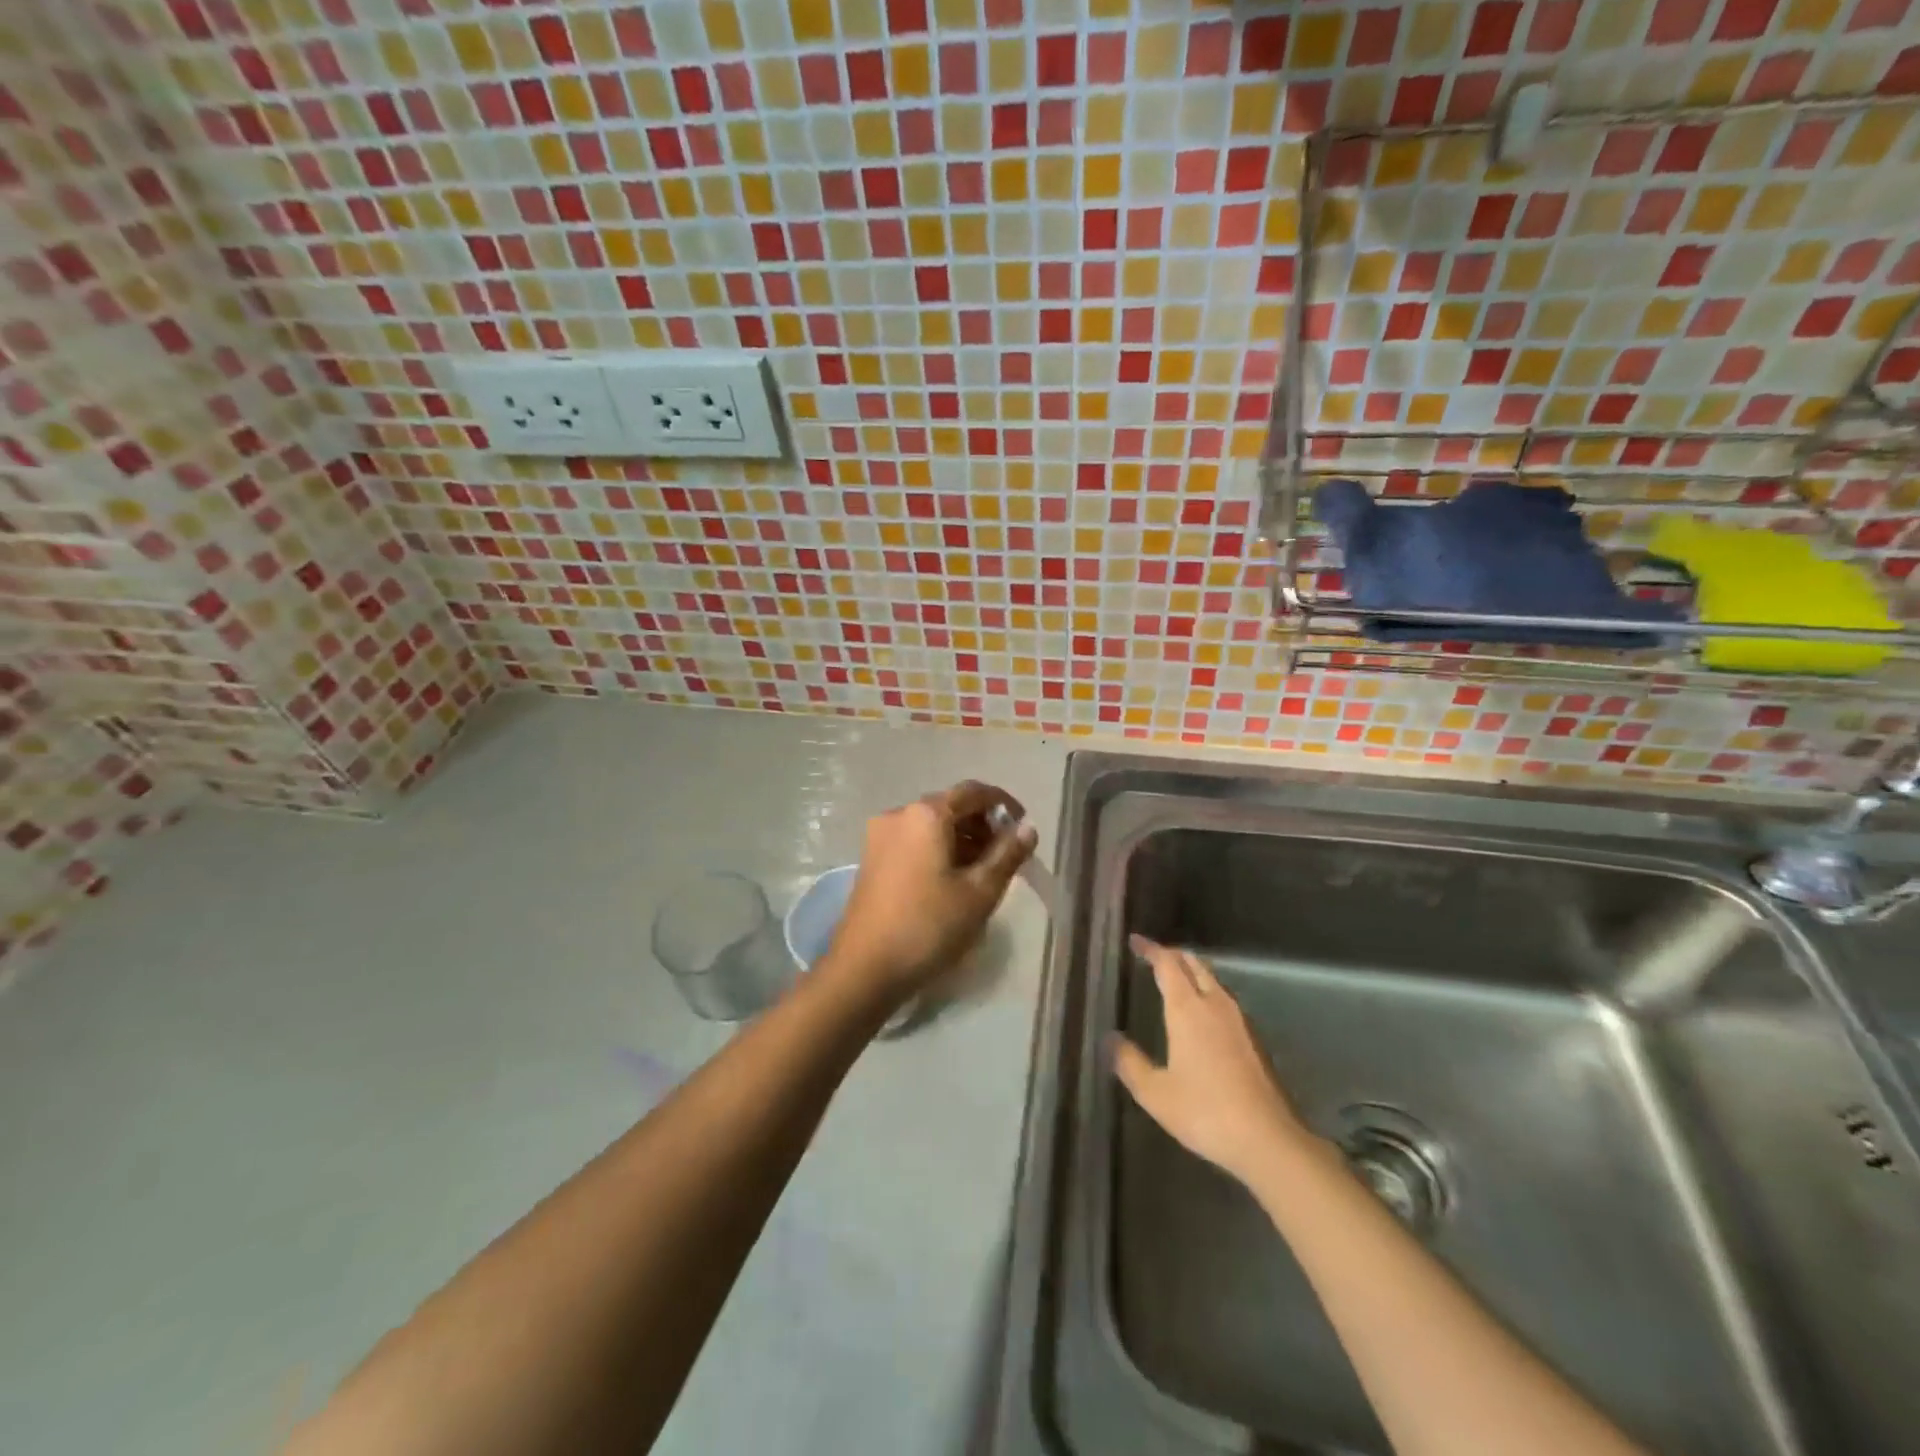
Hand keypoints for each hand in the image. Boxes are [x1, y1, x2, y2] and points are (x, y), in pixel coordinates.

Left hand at [823, 781, 1036, 1006]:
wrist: (864, 968)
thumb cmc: (928, 925)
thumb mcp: (979, 892)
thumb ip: (1007, 854)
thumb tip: (1027, 828)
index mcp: (926, 814)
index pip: (973, 792)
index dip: (1003, 804)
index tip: (1023, 828)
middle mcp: (899, 814)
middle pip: (950, 806)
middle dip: (982, 825)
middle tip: (1007, 856)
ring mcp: (880, 836)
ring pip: (932, 826)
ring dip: (962, 839)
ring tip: (984, 872)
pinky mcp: (872, 859)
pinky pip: (914, 841)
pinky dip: (939, 850)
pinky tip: (953, 880)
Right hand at [1112, 936, 1315, 1185]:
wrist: (1268, 1140)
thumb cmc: (1205, 1112)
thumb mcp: (1155, 1093)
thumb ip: (1130, 1063)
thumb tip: (1111, 1039)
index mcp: (1187, 1009)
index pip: (1168, 964)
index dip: (1151, 949)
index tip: (1135, 941)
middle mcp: (1215, 1004)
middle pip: (1194, 964)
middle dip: (1173, 955)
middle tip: (1153, 957)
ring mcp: (1239, 1020)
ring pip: (1212, 980)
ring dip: (1192, 972)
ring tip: (1174, 979)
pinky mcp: (1253, 1038)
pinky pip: (1224, 999)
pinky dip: (1207, 991)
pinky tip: (1201, 1012)